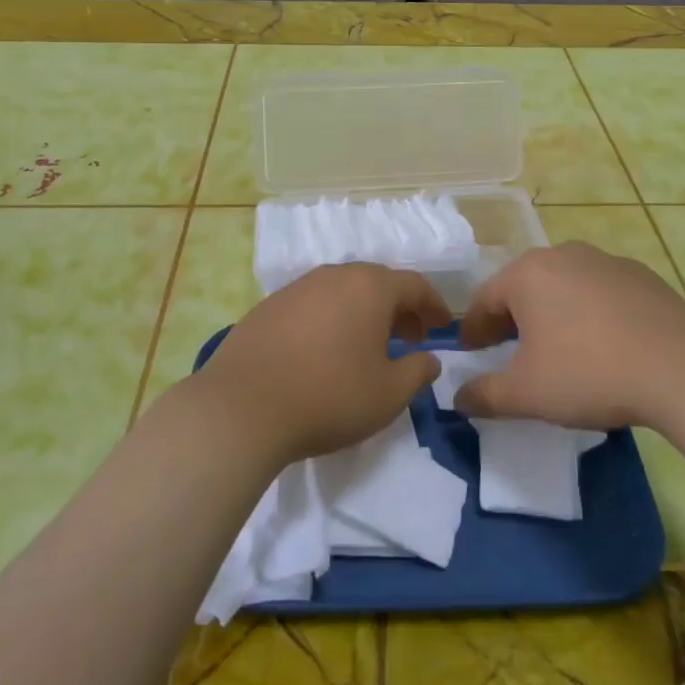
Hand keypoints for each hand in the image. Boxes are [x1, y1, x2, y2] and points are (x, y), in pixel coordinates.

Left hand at [194, 263, 450, 464]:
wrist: (242, 408)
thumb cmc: (329, 397)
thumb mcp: (388, 394)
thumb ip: (418, 372)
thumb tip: (429, 358)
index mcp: (370, 287)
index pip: (414, 284)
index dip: (434, 305)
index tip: (442, 327)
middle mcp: (334, 276)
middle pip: (377, 283)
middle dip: (399, 308)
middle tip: (410, 339)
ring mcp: (297, 288)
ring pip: (343, 291)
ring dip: (363, 313)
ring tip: (367, 347)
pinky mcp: (268, 306)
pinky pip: (313, 304)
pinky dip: (331, 319)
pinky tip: (324, 351)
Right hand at [455, 242, 684, 430]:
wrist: (682, 368)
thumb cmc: (589, 374)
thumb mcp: (527, 394)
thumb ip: (484, 395)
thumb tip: (459, 398)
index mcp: (527, 274)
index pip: (484, 299)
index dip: (474, 329)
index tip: (471, 353)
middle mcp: (561, 255)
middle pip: (523, 287)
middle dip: (511, 319)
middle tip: (508, 352)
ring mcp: (604, 260)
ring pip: (562, 286)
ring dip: (550, 313)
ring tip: (557, 349)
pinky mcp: (639, 274)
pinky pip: (598, 291)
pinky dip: (588, 312)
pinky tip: (602, 343)